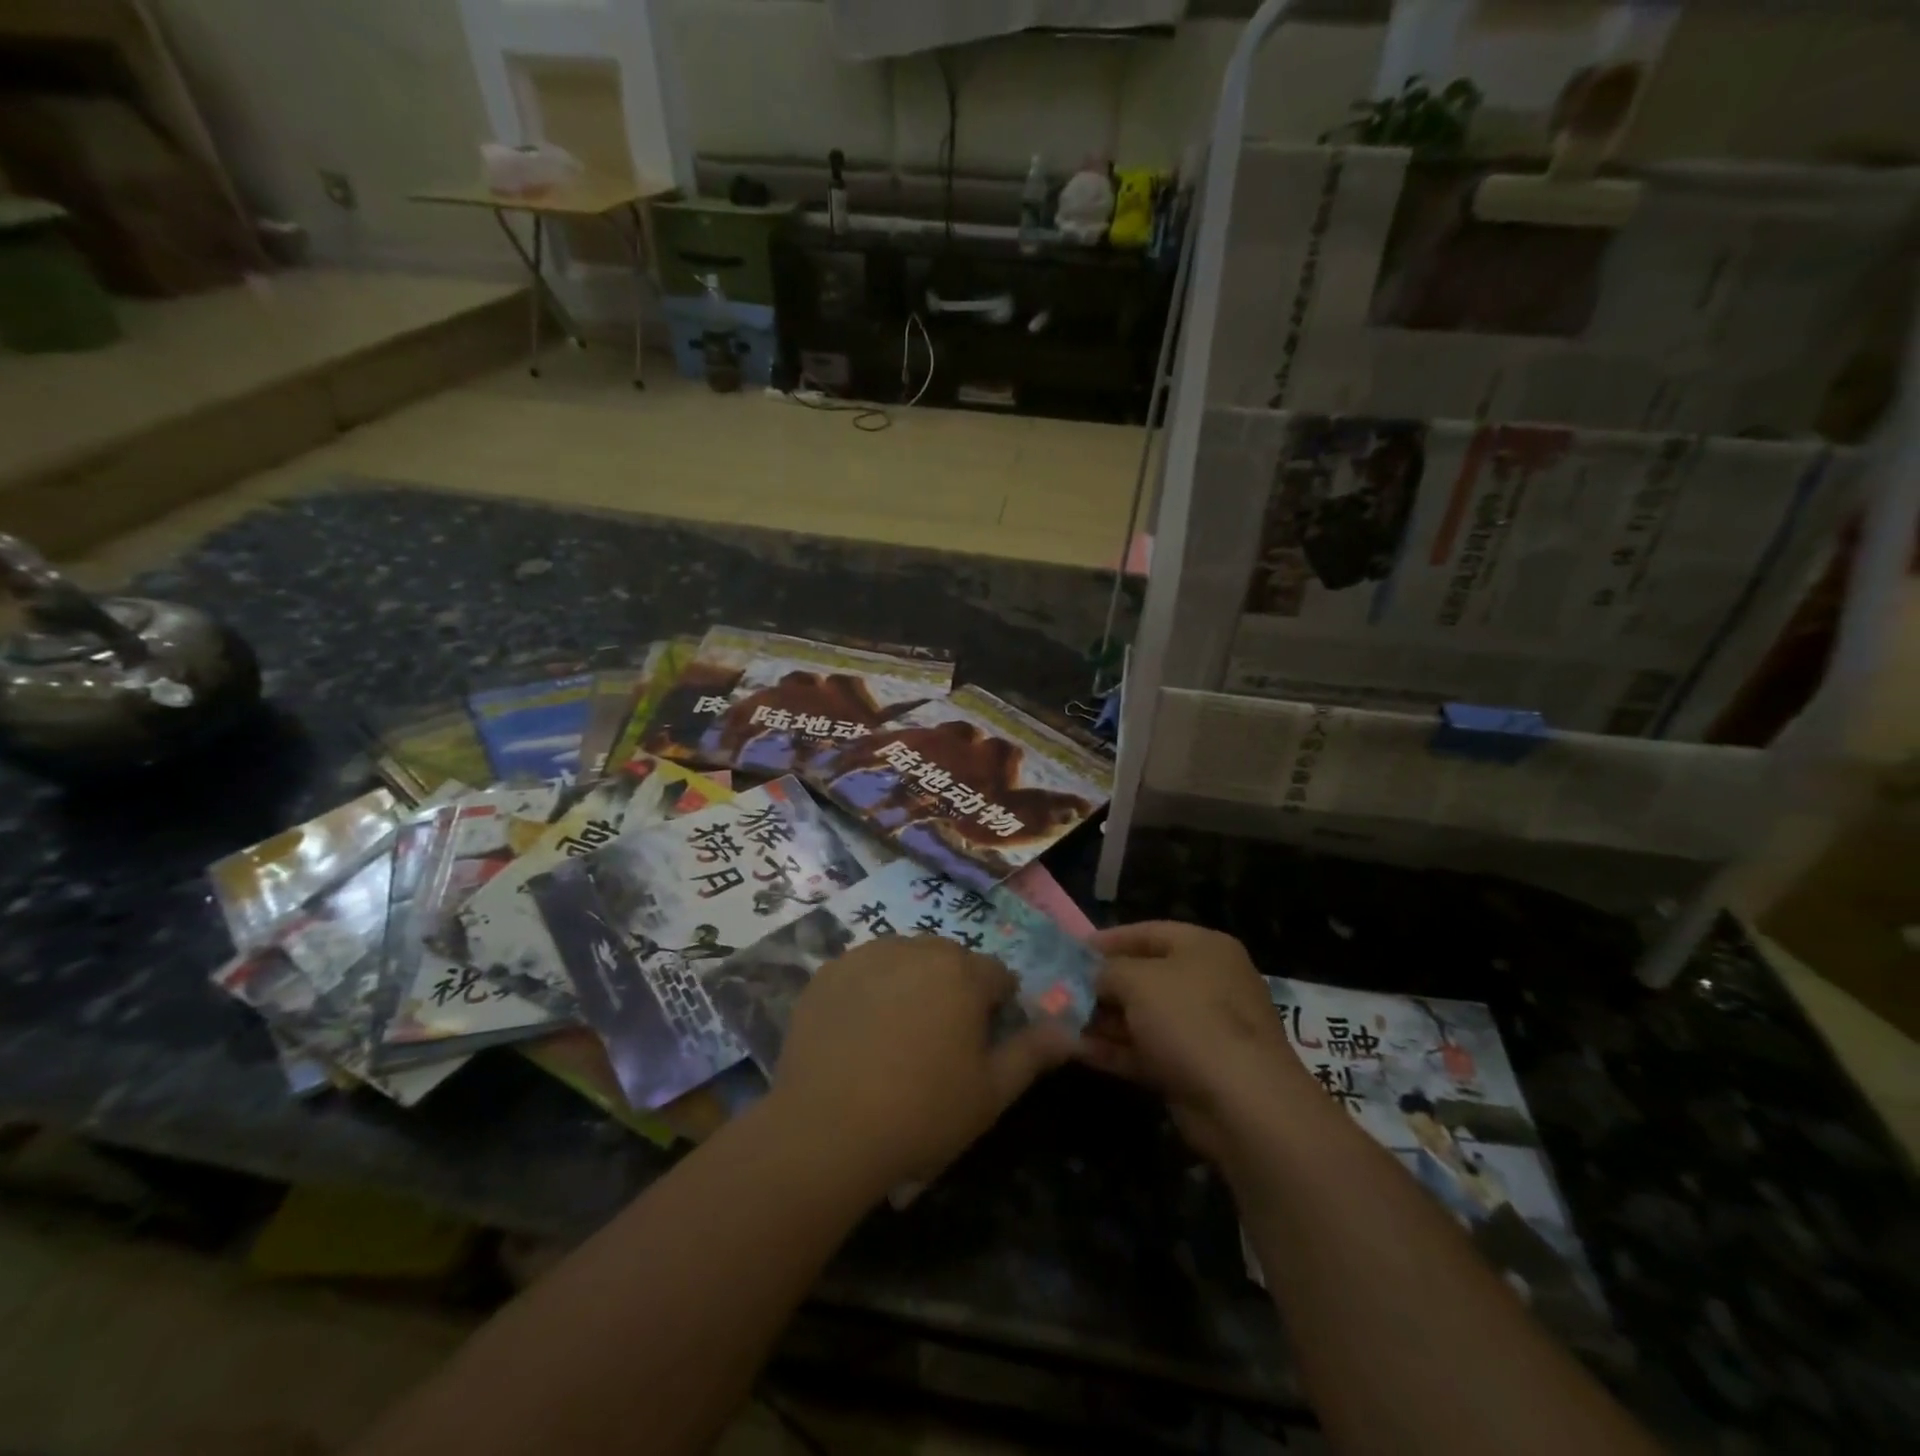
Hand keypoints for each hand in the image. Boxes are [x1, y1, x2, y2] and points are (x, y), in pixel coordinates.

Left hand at [770, 936, 1074, 1191]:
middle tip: (940, 1042)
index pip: (997, 975)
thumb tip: (1069, 1032)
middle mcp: (917, 949)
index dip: (998, 1007)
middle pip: (950, 960)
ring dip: (912, 984)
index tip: (983, 1044)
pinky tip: (859, 1031)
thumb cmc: (922, 1113)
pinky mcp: (828, 972)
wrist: (826, 1130)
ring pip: (906, 959)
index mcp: (963, 973)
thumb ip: (1032, 1053)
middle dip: (955, 990)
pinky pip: (864, 969)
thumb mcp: (990, 1093)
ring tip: (897, 1035)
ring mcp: (867, 956)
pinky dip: (870, 989)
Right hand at [1080, 921, 1313, 1163]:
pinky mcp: (1191, 1069)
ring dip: (1102, 1019)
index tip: (1072, 949)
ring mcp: (1201, 1029)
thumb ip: (1107, 970)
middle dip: (1101, 984)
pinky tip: (1075, 1049)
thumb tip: (1092, 976)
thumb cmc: (1191, 1020)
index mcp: (1204, 948)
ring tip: (1058, 1019)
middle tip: (1060, 988)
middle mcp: (1206, 983)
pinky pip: (1145, 1051)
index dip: (1109, 939)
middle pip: (1144, 976)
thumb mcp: (1138, 980)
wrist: (1243, 1103)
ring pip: (1142, 1017)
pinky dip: (1113, 1049)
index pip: (1148, 932)